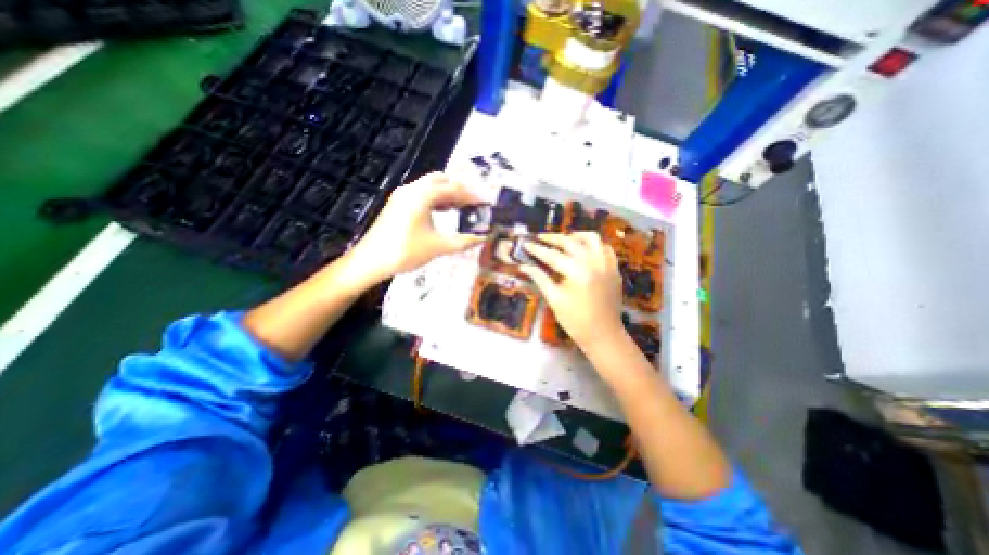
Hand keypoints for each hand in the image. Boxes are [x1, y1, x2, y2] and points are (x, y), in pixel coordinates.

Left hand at [345, 172, 485, 285]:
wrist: (370, 261)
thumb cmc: (405, 251)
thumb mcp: (438, 247)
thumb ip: (463, 242)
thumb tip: (483, 239)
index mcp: (422, 196)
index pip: (452, 189)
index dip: (470, 195)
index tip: (484, 202)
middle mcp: (411, 189)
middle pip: (440, 180)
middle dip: (458, 189)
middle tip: (472, 203)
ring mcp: (402, 196)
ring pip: (429, 187)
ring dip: (446, 194)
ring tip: (461, 208)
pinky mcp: (397, 204)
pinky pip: (420, 194)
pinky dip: (434, 199)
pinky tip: (442, 212)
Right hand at [520, 234, 620, 350]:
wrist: (604, 335)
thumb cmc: (576, 321)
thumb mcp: (555, 300)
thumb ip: (540, 279)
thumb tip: (524, 266)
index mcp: (577, 272)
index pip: (552, 255)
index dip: (537, 249)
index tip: (525, 243)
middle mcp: (593, 262)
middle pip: (570, 242)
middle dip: (553, 238)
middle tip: (540, 238)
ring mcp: (607, 264)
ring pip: (592, 238)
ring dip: (575, 236)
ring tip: (563, 240)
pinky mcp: (614, 268)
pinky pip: (604, 248)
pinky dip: (593, 245)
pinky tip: (584, 250)